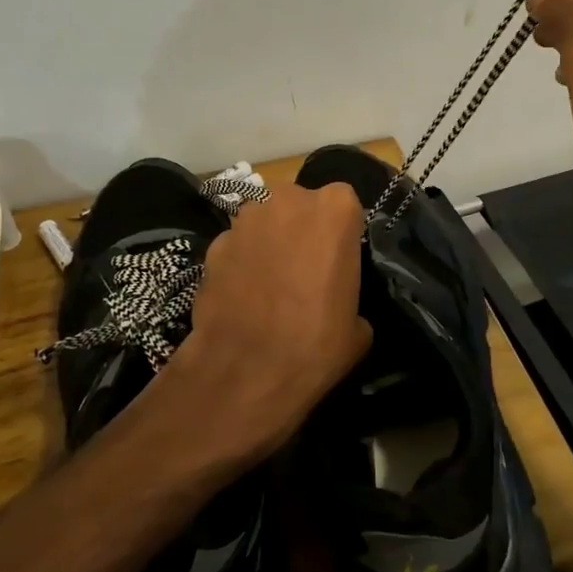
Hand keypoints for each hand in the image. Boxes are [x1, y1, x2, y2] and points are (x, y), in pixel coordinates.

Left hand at [165, 182, 372, 465]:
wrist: (245, 371)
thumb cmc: (316, 343)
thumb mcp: (358, 324)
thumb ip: (349, 289)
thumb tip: (337, 298)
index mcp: (335, 209)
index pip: (344, 204)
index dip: (340, 232)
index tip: (338, 259)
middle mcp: (289, 200)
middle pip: (300, 206)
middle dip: (302, 229)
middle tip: (304, 269)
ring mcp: (246, 219)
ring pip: (265, 222)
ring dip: (269, 243)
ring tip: (270, 285)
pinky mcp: (214, 242)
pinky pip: (236, 246)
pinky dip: (240, 262)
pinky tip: (242, 296)